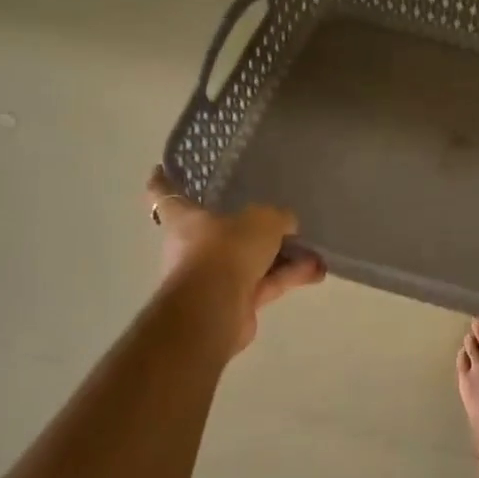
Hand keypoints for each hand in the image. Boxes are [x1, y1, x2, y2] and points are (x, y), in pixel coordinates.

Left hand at [147, 167, 324, 349]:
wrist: (214, 309)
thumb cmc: (226, 250)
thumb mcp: (263, 220)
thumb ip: (278, 217)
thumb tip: (287, 224)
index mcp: (185, 219)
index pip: (166, 194)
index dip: (164, 180)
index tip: (160, 168)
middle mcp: (193, 247)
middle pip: (222, 230)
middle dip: (253, 227)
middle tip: (283, 218)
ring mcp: (213, 276)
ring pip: (252, 260)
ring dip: (283, 257)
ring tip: (315, 252)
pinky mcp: (234, 301)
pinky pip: (265, 282)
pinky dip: (288, 276)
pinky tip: (317, 271)